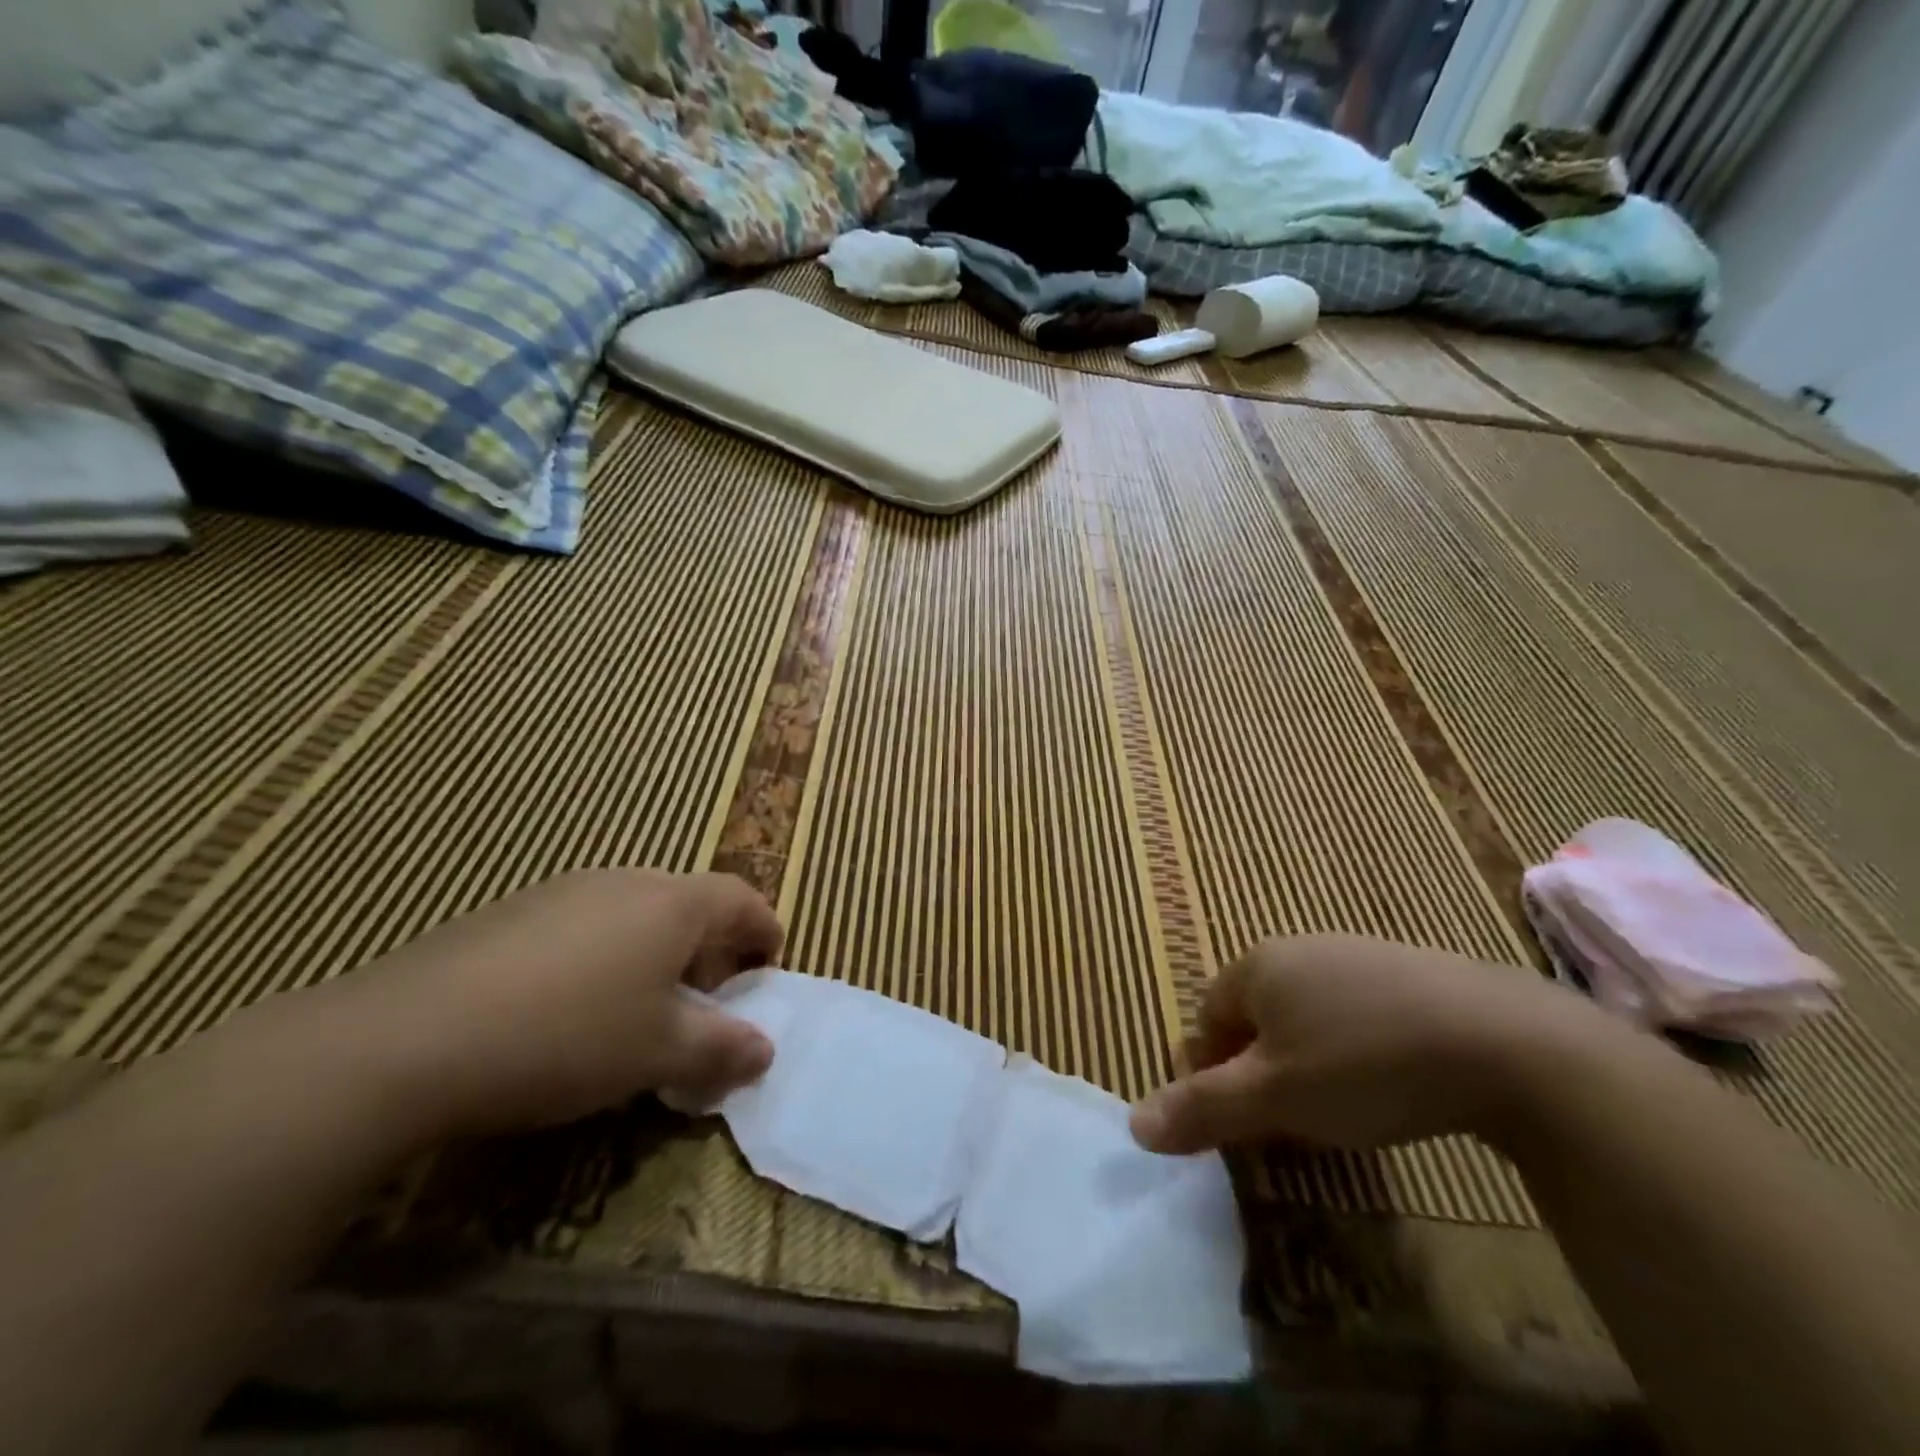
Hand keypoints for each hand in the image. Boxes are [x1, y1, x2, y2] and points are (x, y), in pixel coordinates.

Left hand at [322, 871, 781, 1137]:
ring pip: (635, 913)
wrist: (405, 1039)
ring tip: (640, 1009)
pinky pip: (585, 924)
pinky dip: (605, 956)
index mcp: (672, 904)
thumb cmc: (566, 1037)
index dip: (763, 931)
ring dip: (656, 953)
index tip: (768, 968)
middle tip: (707, 1001)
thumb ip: (721, 1047)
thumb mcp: (658, 1052)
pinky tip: (571, 1007)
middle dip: (709, 948)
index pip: (741, 899)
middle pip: (689, 903)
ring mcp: (564, 891)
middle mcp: (626, 882)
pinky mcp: (512, 912)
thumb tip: (764, 1049)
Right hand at [1129, 935, 1604, 1155]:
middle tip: (1287, 1123)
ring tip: (1340, 1110)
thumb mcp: (1274, 1098)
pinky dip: (1357, 1049)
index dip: (1211, 1072)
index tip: (1237, 1122)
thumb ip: (1201, 1108)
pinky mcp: (1413, 972)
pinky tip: (1391, 1083)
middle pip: (1257, 1015)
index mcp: (1258, 965)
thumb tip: (1134, 1125)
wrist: (1506, 1043)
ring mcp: (1359, 954)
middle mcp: (1300, 948)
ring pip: (1309, 1015)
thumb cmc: (1363, 1065)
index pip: (1208, 1017)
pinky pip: (1359, 1012)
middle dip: (1260, 1069)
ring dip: (1307, 1061)